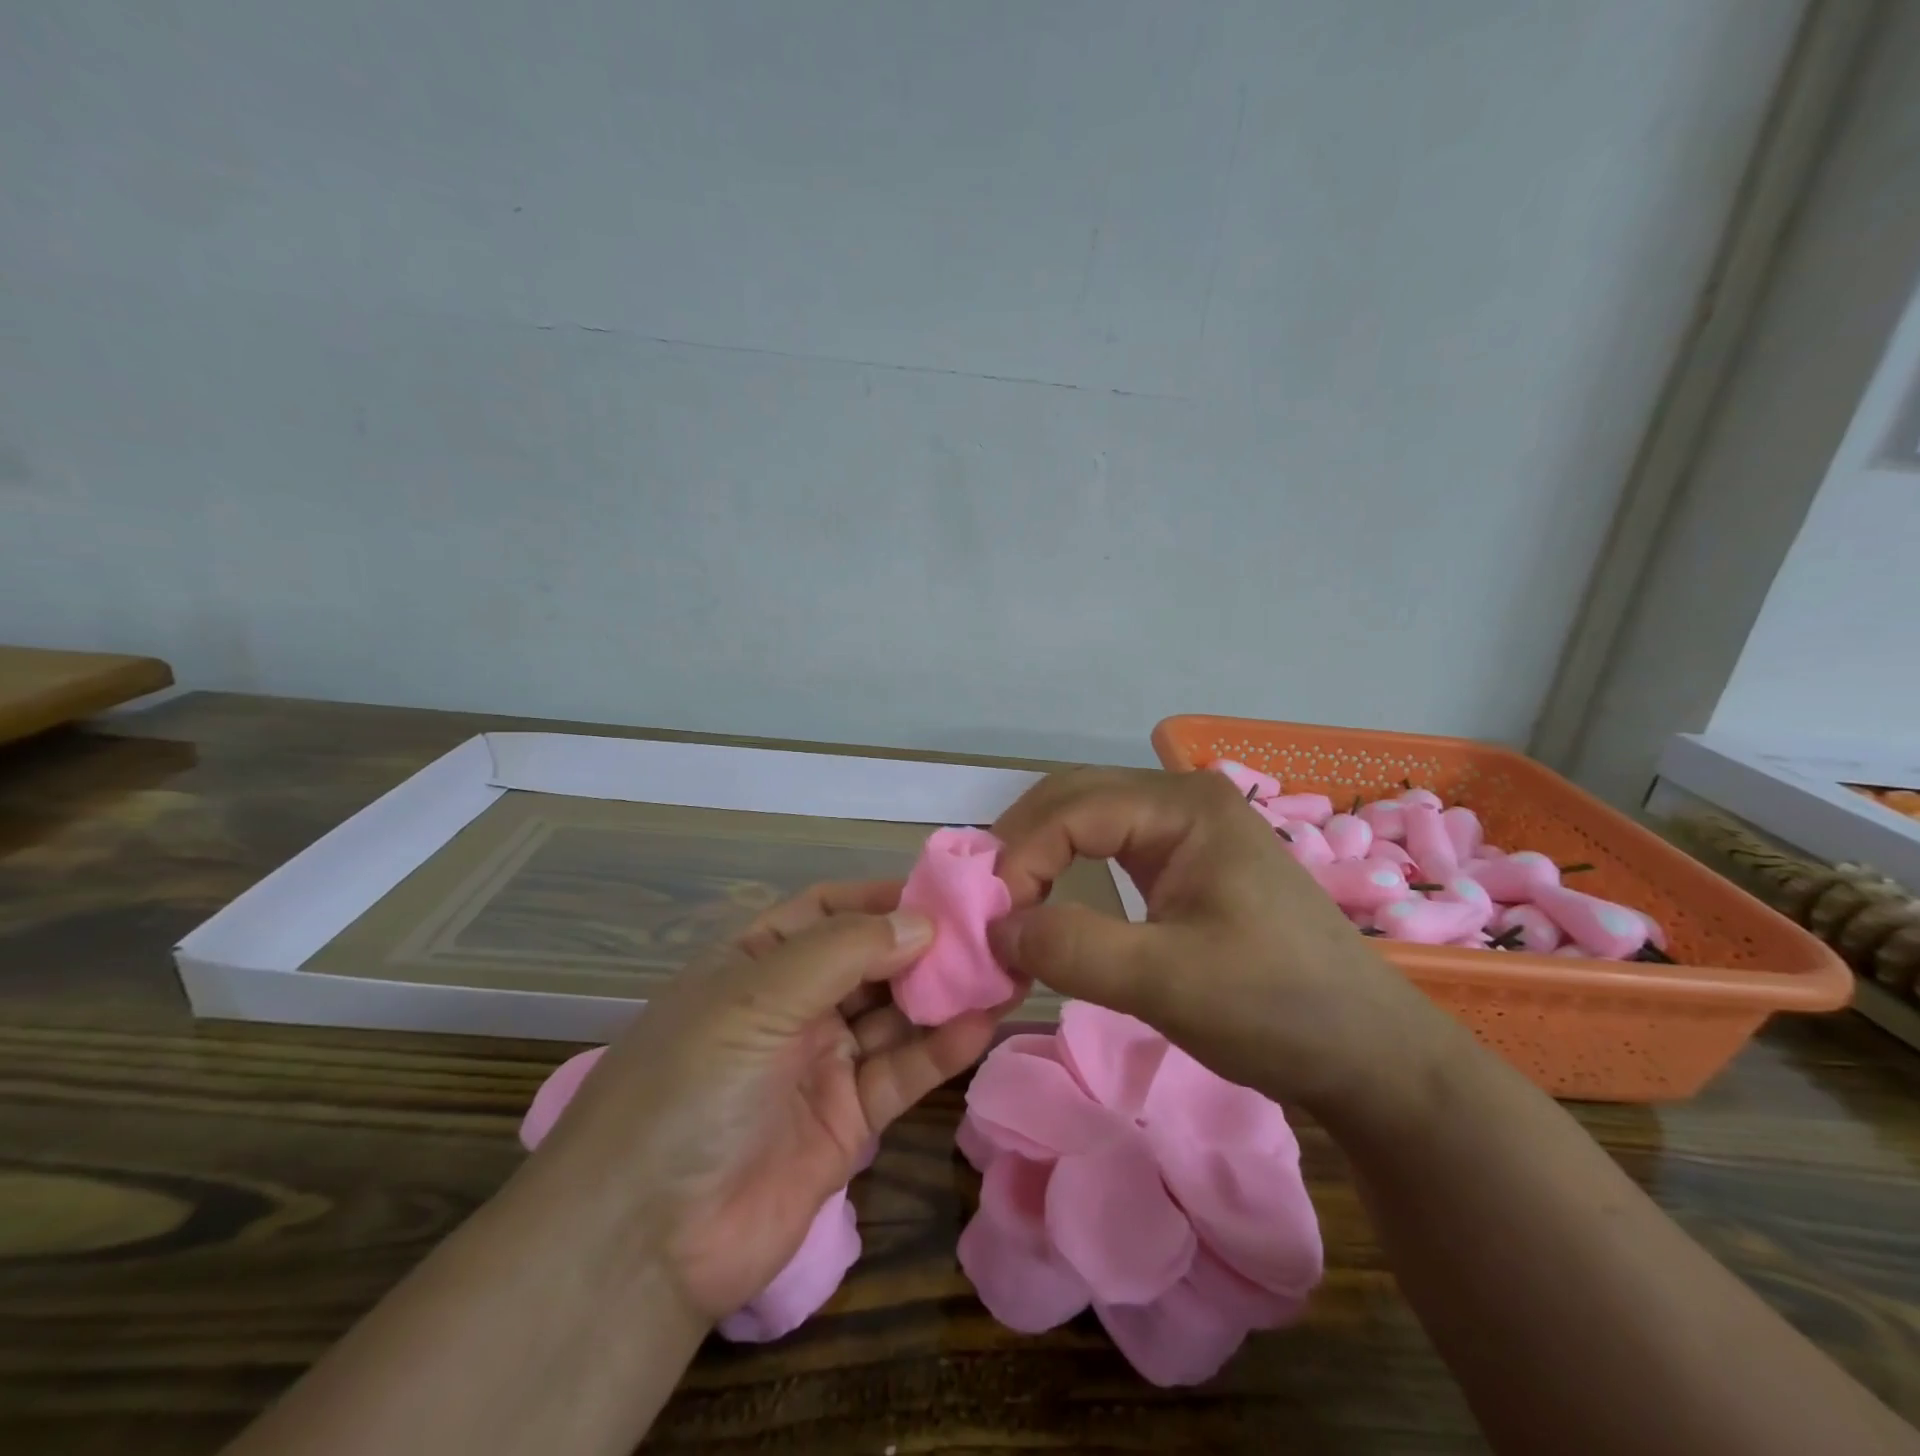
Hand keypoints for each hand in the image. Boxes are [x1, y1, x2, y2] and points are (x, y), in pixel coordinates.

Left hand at [526, 880, 1014, 1323]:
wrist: (646, 1240)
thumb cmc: (691, 1085)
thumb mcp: (757, 996)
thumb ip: (844, 952)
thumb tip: (923, 921)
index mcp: (756, 961)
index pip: (827, 909)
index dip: (881, 897)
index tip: (944, 890)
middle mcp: (793, 1004)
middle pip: (870, 960)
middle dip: (924, 945)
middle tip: (991, 930)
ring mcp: (823, 1062)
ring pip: (895, 1014)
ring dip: (944, 993)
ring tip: (1005, 968)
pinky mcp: (850, 1119)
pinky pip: (903, 1071)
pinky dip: (943, 1048)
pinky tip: (985, 1023)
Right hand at [989, 767, 1445, 1113]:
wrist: (1368, 1053)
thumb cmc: (1277, 1009)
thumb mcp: (1168, 983)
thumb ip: (1073, 950)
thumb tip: (996, 930)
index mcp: (1184, 806)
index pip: (1072, 810)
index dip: (1019, 858)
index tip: (990, 924)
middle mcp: (1182, 798)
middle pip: (1073, 799)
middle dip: (1021, 847)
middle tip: (987, 908)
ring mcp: (1186, 826)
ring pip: (1085, 818)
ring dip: (1039, 855)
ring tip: (1008, 907)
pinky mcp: (1186, 858)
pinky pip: (1108, 845)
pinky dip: (1066, 868)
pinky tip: (1050, 901)